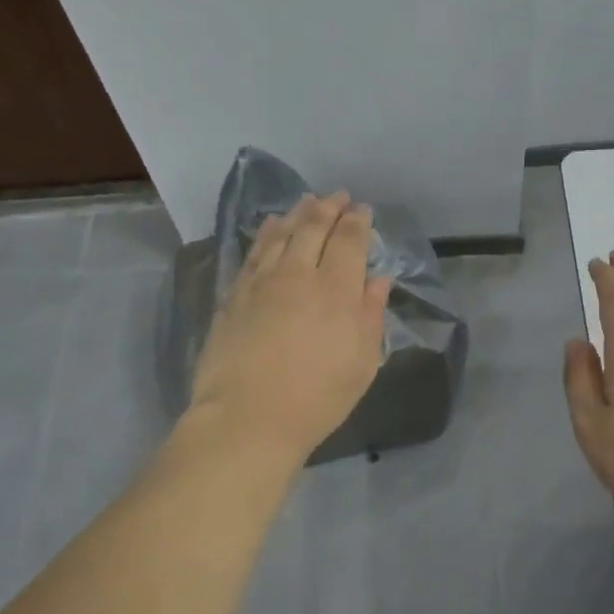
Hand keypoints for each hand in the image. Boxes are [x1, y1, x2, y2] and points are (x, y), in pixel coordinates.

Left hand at [188, 192, 390, 465]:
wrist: (247, 418)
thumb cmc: (317, 398)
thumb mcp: (361, 363)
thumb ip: (371, 315)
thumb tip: (378, 279)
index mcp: (337, 291)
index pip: (349, 240)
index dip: (358, 221)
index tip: (363, 210)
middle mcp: (299, 274)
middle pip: (314, 227)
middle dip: (329, 207)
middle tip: (338, 196)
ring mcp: (263, 281)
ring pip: (282, 232)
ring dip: (298, 212)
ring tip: (308, 200)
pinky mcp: (235, 294)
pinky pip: (255, 250)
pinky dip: (267, 232)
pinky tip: (272, 225)